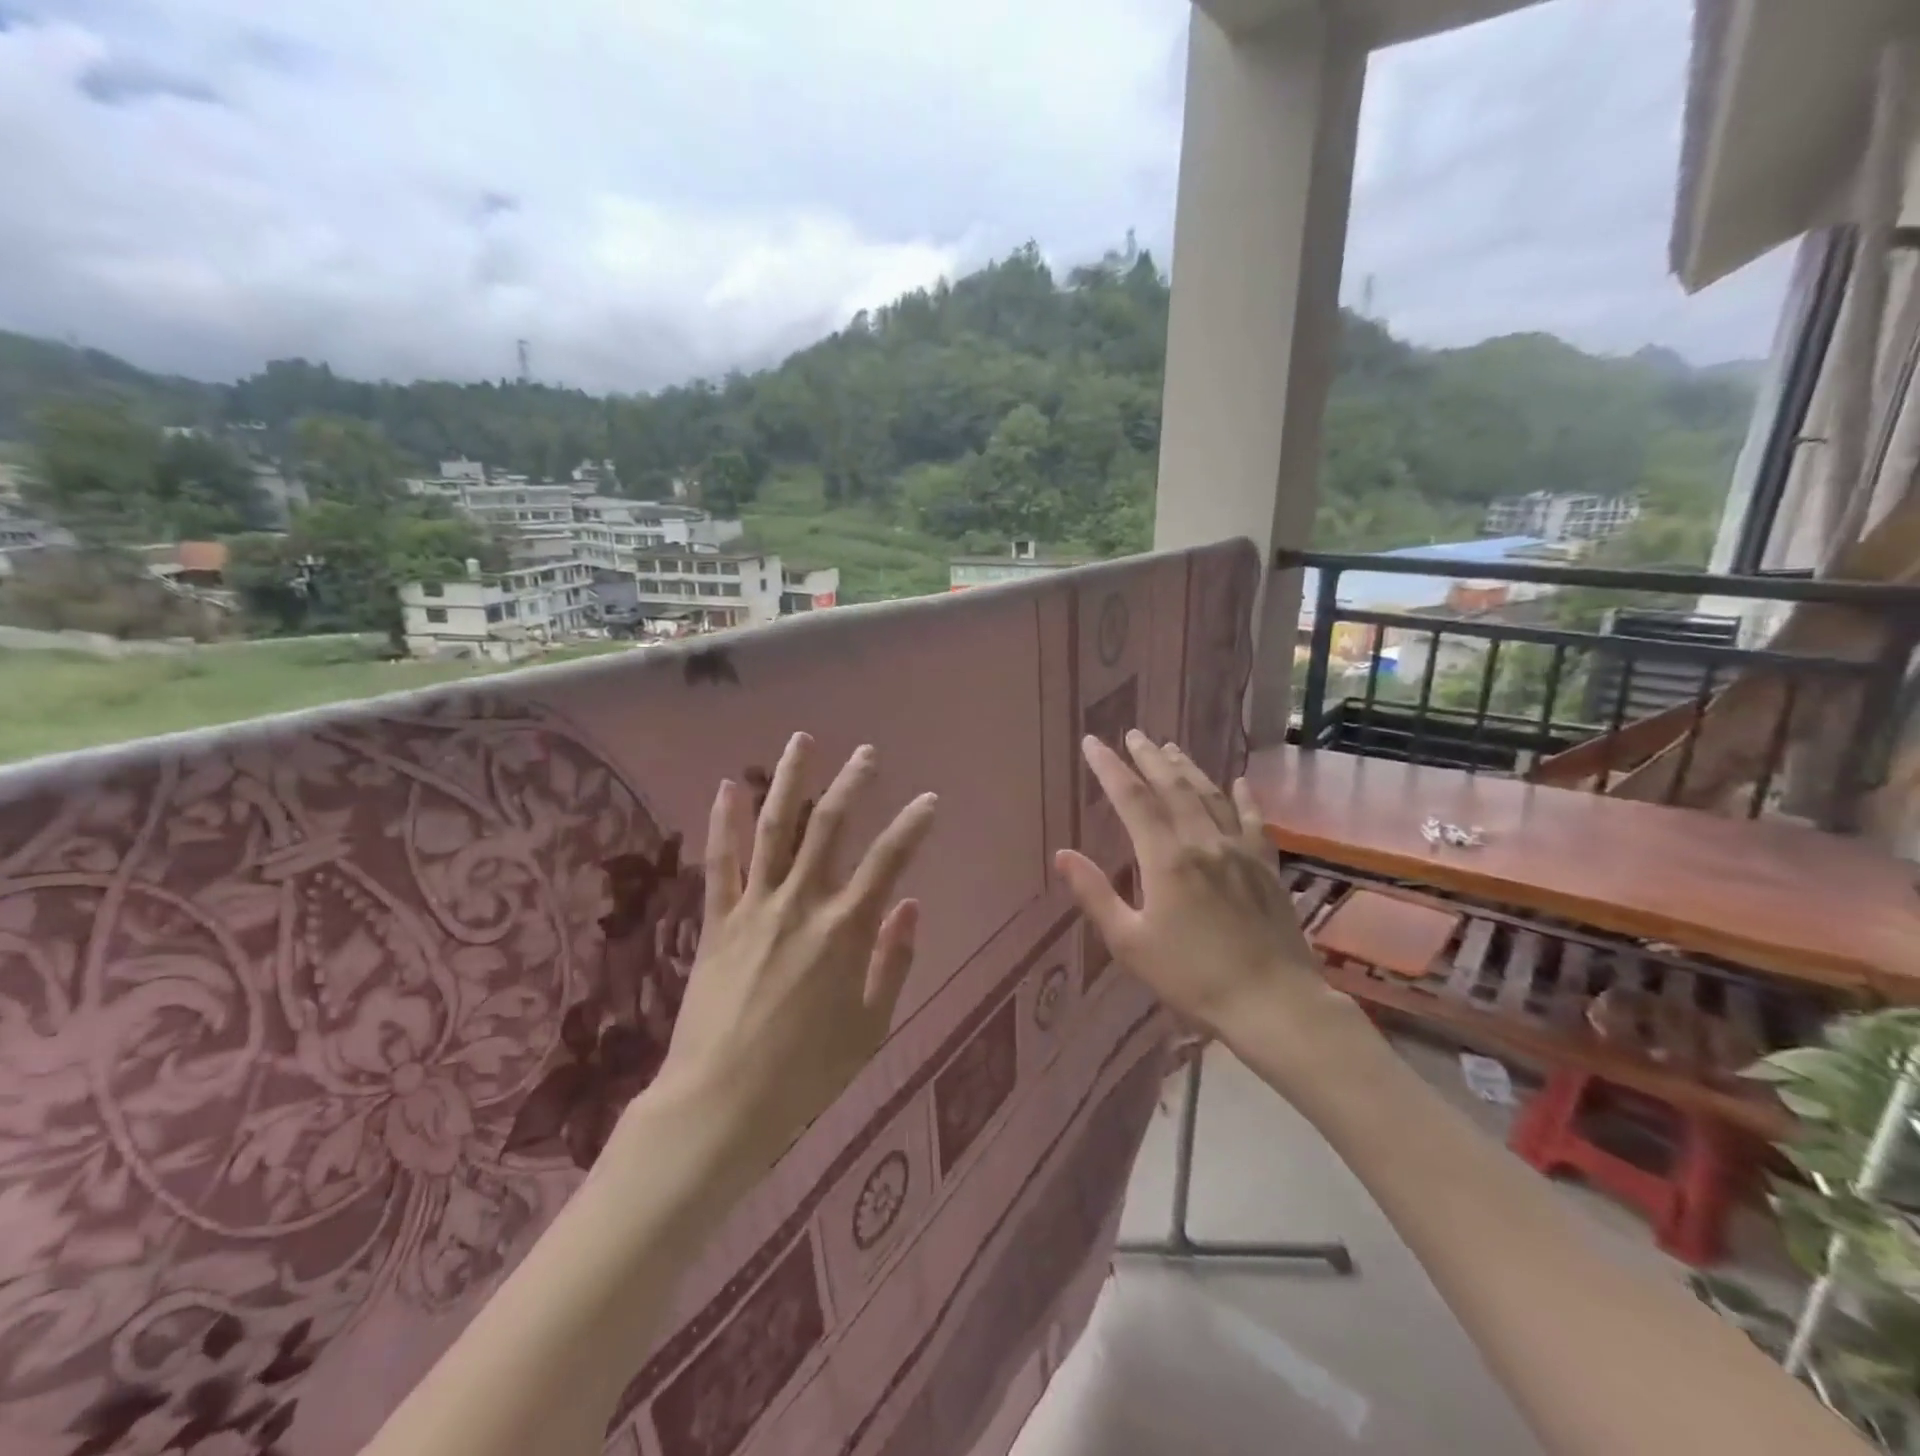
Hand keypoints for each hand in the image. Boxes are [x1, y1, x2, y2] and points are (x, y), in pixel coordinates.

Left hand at [651, 732, 937, 1169]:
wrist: (720, 1103)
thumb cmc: (806, 1073)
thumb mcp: (869, 1026)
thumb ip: (892, 961)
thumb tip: (909, 905)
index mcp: (844, 930)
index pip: (888, 861)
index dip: (912, 826)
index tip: (929, 800)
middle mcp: (801, 904)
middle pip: (829, 827)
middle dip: (852, 784)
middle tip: (867, 753)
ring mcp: (754, 907)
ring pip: (774, 829)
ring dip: (789, 781)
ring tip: (801, 742)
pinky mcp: (716, 920)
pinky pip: (720, 862)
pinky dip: (724, 822)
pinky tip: (727, 787)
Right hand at [1055, 730, 1338, 1046]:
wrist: (1272, 1003)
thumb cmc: (1191, 977)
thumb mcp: (1130, 943)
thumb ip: (1095, 894)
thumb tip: (1062, 854)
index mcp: (1166, 859)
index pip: (1132, 800)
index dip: (1109, 768)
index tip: (1092, 743)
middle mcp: (1203, 842)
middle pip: (1173, 787)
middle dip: (1149, 758)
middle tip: (1134, 734)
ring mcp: (1240, 851)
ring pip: (1210, 796)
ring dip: (1188, 769)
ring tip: (1171, 748)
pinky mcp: (1266, 867)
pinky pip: (1254, 821)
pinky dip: (1244, 798)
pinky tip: (1240, 782)